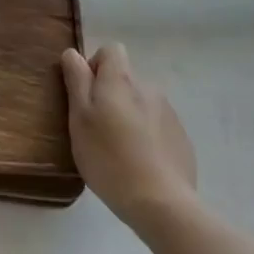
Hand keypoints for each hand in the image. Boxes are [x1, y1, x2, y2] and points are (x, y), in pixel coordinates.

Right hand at [61, 43, 196, 229]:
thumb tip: (72, 53)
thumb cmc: (109, 157)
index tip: (86, 96)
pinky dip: (146, 136)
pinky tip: (139, 164)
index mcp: (121, 80)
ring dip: (128, 115)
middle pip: (125, 78)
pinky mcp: (180, 137)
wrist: (161, 202)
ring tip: (118, 151)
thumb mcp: (80, 118)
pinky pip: (157, 125)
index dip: (95, 67)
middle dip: (110, 96)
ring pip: (141, 103)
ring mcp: (168, 112)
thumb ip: (76, 81)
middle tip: (97, 129)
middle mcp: (148, 87)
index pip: (110, 50)